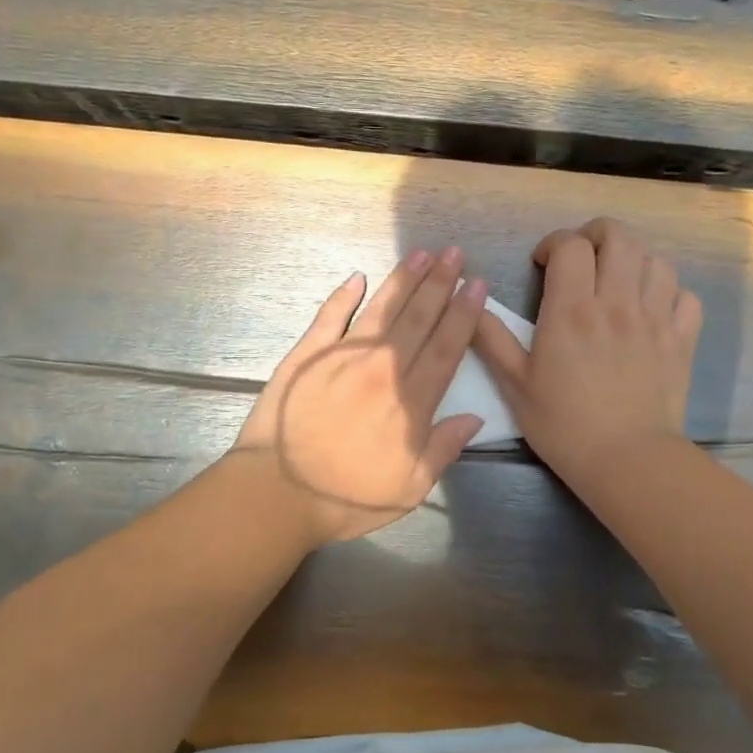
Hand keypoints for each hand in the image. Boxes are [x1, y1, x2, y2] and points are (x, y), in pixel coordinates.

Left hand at [232, 247, 487, 544]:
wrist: (276, 494)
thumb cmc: (346, 498)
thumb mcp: (409, 488)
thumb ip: (443, 448)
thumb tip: (474, 418)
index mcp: (410, 401)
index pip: (445, 347)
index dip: (463, 314)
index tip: (476, 285)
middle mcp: (382, 369)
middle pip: (417, 318)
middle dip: (439, 283)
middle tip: (454, 254)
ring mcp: (341, 358)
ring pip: (380, 309)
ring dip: (403, 280)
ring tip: (421, 254)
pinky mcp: (305, 356)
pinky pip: (328, 317)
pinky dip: (343, 296)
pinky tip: (357, 278)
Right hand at [473, 218, 700, 485]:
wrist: (626, 461)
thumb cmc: (563, 424)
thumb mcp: (515, 384)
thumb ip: (492, 338)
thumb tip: (472, 301)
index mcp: (572, 310)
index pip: (571, 246)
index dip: (555, 244)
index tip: (544, 264)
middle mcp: (616, 302)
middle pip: (619, 236)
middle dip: (596, 235)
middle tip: (582, 257)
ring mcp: (655, 318)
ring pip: (655, 259)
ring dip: (633, 260)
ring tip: (617, 280)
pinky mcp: (682, 339)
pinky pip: (685, 295)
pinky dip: (669, 292)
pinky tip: (653, 307)